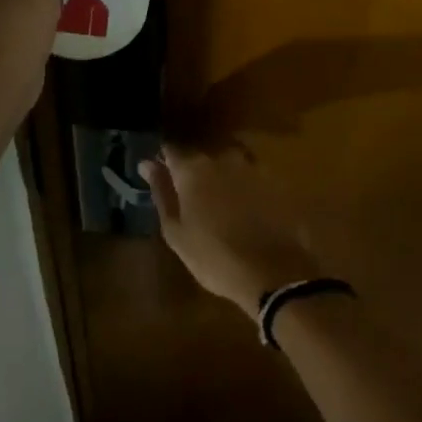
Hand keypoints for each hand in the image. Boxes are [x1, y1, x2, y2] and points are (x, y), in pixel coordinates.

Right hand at [139, 144, 323, 308]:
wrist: (275, 273)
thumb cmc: (214, 257)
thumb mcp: (176, 232)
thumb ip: (161, 192)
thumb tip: (146, 163)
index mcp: (193, 168)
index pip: (170, 149)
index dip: (163, 159)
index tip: (159, 172)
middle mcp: (222, 157)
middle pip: (201, 155)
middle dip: (193, 170)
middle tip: (190, 196)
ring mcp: (252, 165)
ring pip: (227, 162)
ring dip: (220, 176)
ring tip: (218, 203)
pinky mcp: (275, 179)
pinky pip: (251, 174)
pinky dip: (244, 185)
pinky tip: (245, 208)